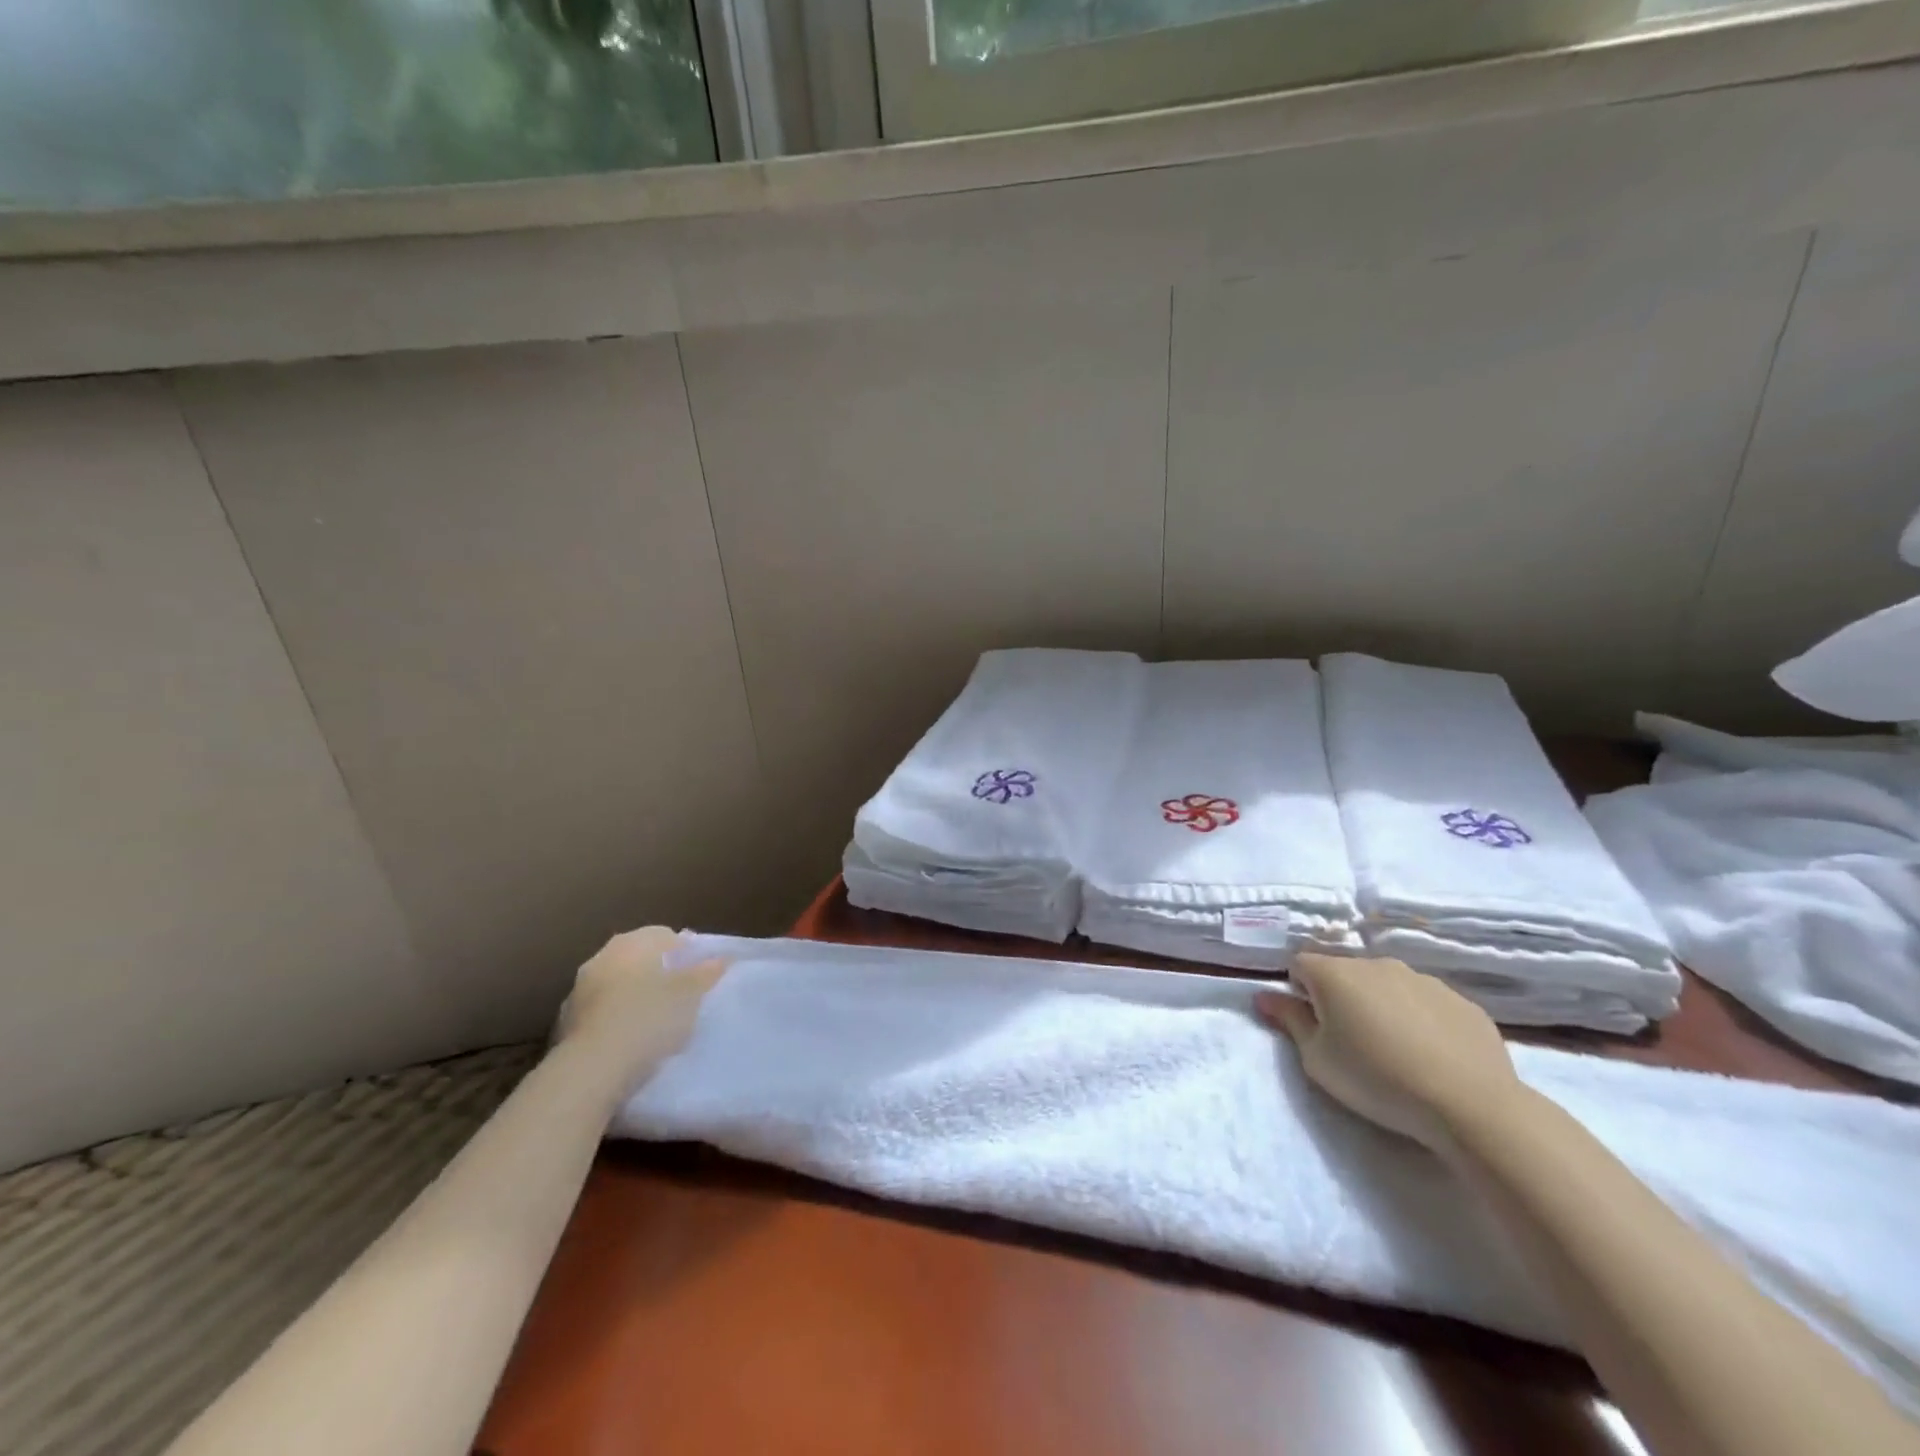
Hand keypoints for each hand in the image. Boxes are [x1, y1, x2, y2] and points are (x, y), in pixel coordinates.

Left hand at [554, 927, 726, 1095]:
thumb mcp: (691, 994)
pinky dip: (614, 1020)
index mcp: (631, 943)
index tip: (699, 976)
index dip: (685, 953)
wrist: (592, 1069)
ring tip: (654, 1023)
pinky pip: (600, 1013)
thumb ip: (706, 973)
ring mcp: (579, 990)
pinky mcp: (565, 1023)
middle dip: (658, 974)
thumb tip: (720, 958)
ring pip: (617, 986)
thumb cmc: (649, 1019)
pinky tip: (629, 1042)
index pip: (665, 935)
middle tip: (680, 998)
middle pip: (638, 959)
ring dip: (633, 997)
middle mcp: (601, 957)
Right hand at [1255, 954, 1521, 1150]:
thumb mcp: (1317, 1059)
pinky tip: (1432, 1056)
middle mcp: (1376, 964)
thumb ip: (1289, 1021)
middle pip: (1345, 972)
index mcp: (1334, 973)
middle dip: (1341, 998)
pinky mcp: (1462, 1001)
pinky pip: (1428, 1004)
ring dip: (1382, 1006)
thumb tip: (1263, 995)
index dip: (1299, 992)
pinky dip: (1422, 1021)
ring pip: (1388, 985)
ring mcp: (1423, 979)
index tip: (1312, 1025)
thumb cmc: (1376, 1079)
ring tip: (1395, 1052)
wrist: (1470, 1104)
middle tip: (1351, 1042)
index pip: (1299, 964)